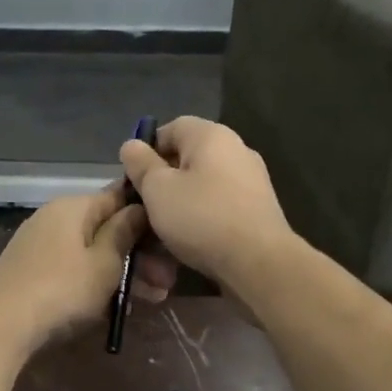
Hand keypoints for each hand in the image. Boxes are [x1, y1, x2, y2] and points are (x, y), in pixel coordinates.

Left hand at [0, 182, 177, 353]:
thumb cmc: (62, 290)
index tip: (172, 240)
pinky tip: (115, 308)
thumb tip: (137, 208)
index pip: (119, 197)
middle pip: (106, 229)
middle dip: (139, 255)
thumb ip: (124, 233)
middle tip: (165, 284)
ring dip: (122, 273)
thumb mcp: (104, 263)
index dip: (148, 216)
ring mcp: (39, 245)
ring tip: (150, 301)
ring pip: (91, 253)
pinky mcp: (31, 271)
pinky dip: (95, 283)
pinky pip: (73, 270)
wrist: (0, 326)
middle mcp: (54, 218)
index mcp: (73, 207)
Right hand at [119, 116, 294, 289]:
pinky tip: (188, 242)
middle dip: (162, 181)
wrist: (259, 263)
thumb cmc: (201, 217)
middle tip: (144, 207)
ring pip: (202, 185)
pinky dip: (201, 218)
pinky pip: (219, 206)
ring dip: (180, 204)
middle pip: (188, 158)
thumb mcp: (157, 189)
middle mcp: (236, 150)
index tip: (134, 179)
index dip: (147, 150)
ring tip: (162, 231)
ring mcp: (251, 180)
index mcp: (211, 136)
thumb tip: (132, 145)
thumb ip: (140, 164)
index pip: (172, 128)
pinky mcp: (258, 210)